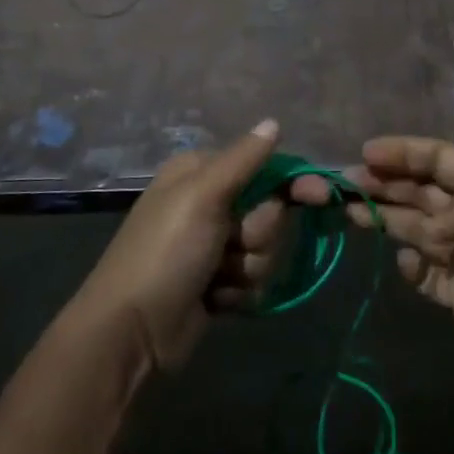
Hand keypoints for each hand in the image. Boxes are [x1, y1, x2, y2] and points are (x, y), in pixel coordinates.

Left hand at [73, 120, 292, 373]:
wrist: (131, 332)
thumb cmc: (165, 252)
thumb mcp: (202, 196)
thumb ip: (243, 159)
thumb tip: (274, 122)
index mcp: (201, 172)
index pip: (264, 167)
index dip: (294, 183)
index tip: (322, 197)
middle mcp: (210, 204)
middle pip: (271, 212)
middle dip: (258, 235)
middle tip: (230, 246)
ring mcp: (214, 246)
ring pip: (267, 249)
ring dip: (248, 268)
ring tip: (216, 279)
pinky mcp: (219, 284)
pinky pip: (255, 281)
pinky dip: (239, 292)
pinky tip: (214, 300)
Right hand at [303, 137, 453, 399]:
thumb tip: (430, 228)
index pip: (440, 160)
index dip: (404, 152)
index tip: (367, 152)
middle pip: (419, 190)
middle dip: (384, 182)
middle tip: (345, 181)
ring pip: (413, 226)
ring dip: (383, 216)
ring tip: (349, 211)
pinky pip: (421, 271)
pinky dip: (408, 264)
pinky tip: (406, 263)